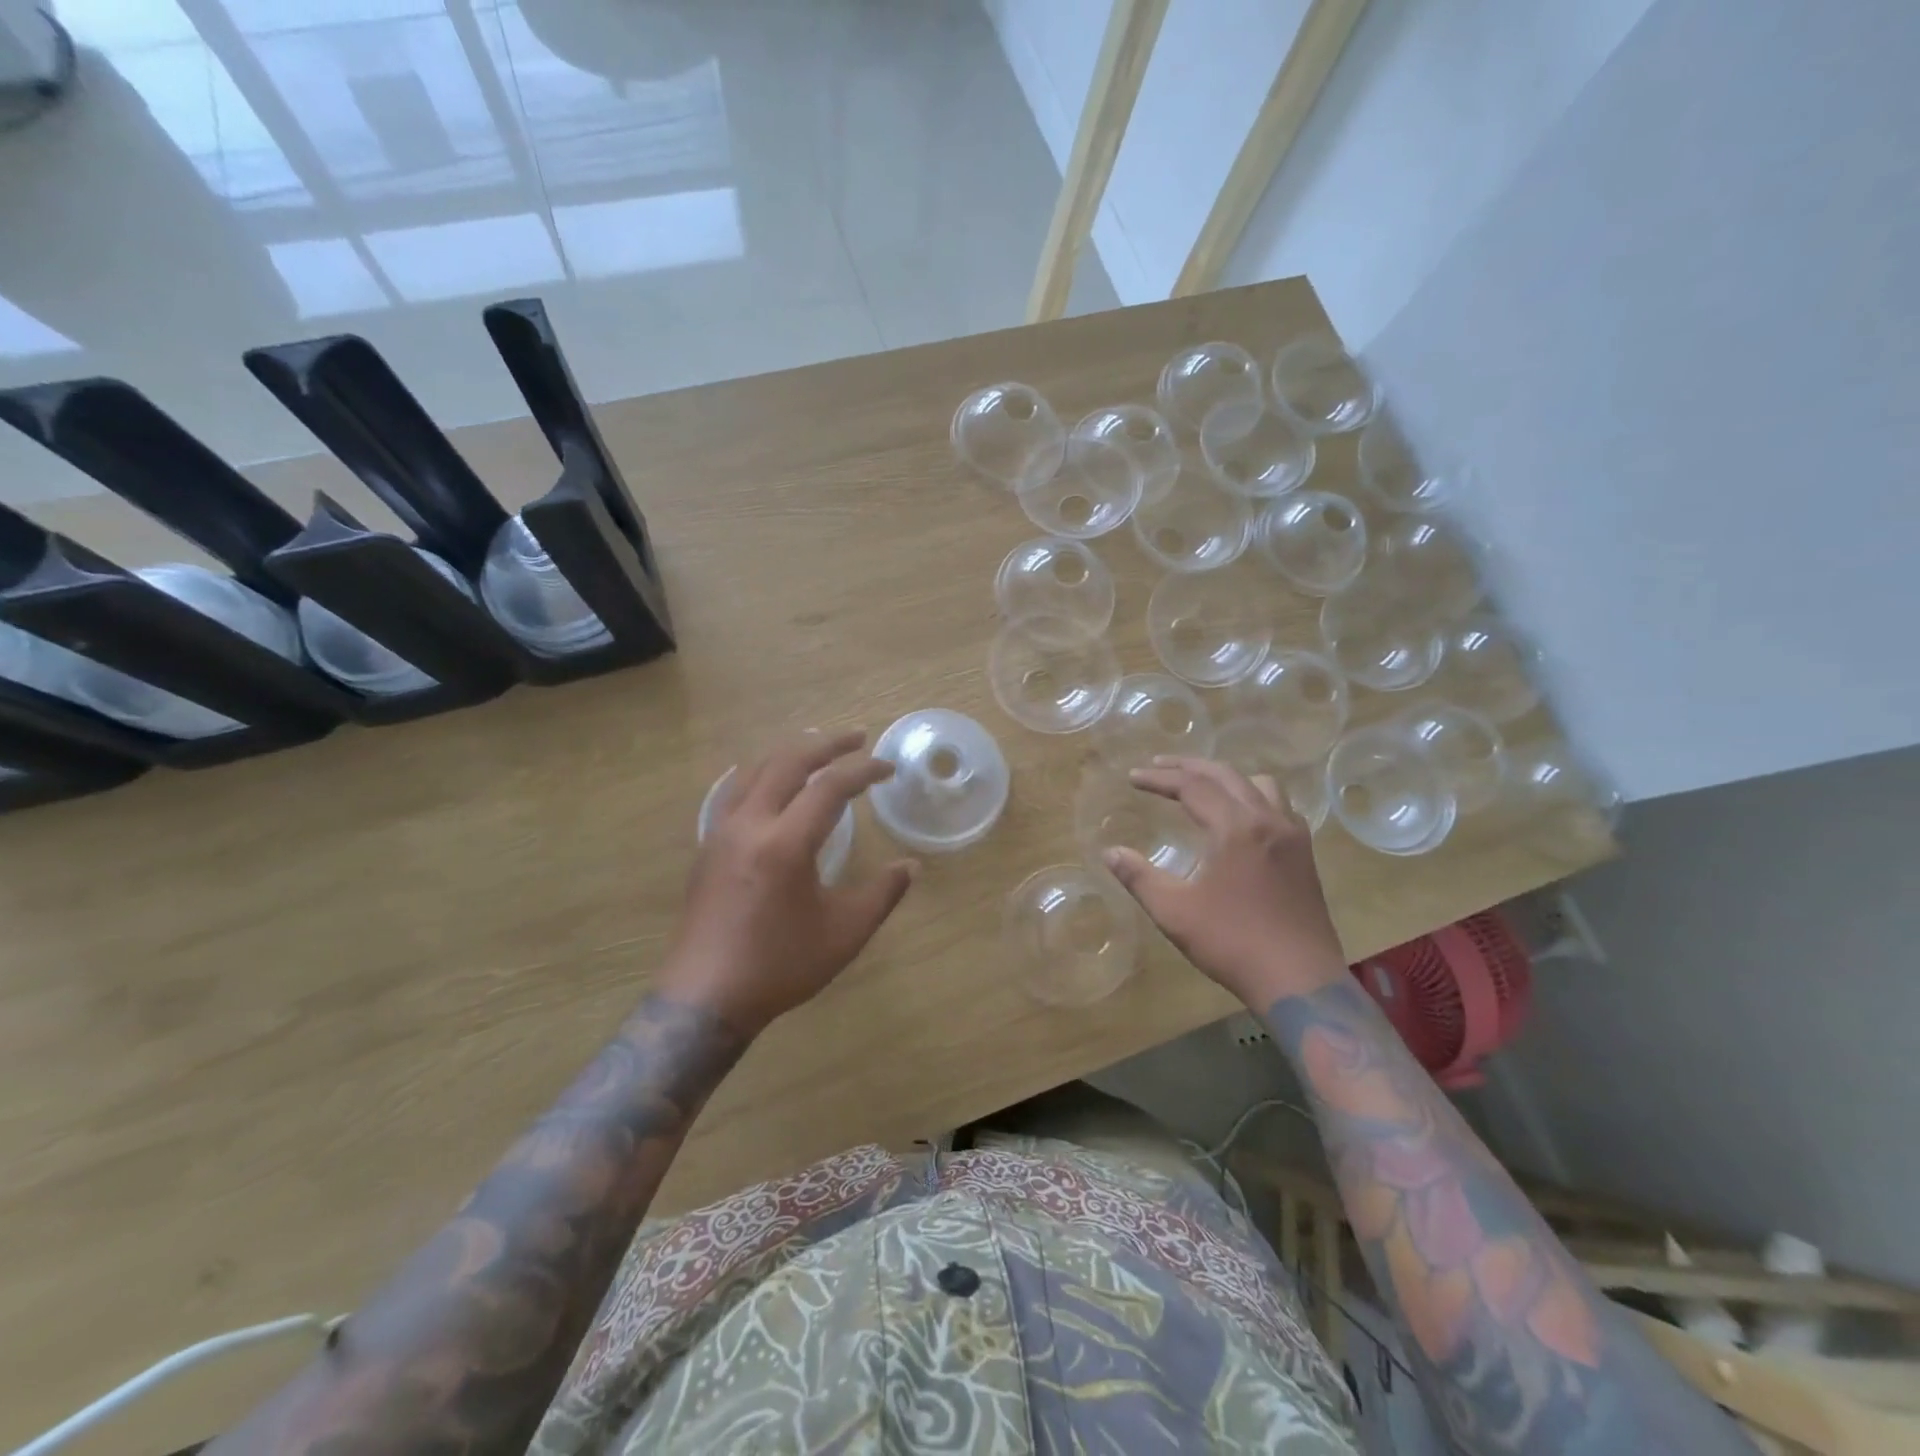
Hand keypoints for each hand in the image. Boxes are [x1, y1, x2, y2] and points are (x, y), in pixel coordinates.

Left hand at [661, 730, 916, 1034]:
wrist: (705, 998)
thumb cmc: (780, 966)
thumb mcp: (844, 934)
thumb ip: (882, 894)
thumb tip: (911, 866)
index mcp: (785, 843)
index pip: (829, 786)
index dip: (863, 771)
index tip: (888, 769)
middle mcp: (749, 824)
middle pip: (787, 762)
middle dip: (826, 744)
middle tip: (857, 738)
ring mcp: (721, 832)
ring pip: (755, 770)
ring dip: (790, 753)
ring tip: (817, 750)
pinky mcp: (707, 847)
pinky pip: (734, 790)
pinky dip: (761, 773)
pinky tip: (770, 783)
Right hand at [1103, 756, 1346, 1006]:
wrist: (1300, 981)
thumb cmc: (1232, 943)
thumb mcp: (1174, 912)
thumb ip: (1139, 877)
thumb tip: (1110, 852)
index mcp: (1236, 828)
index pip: (1192, 787)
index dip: (1160, 779)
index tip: (1133, 778)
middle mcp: (1268, 820)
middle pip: (1226, 775)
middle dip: (1188, 767)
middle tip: (1158, 766)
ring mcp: (1293, 836)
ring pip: (1260, 785)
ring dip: (1226, 777)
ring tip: (1201, 786)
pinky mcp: (1305, 855)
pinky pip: (1279, 806)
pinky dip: (1253, 797)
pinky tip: (1241, 818)